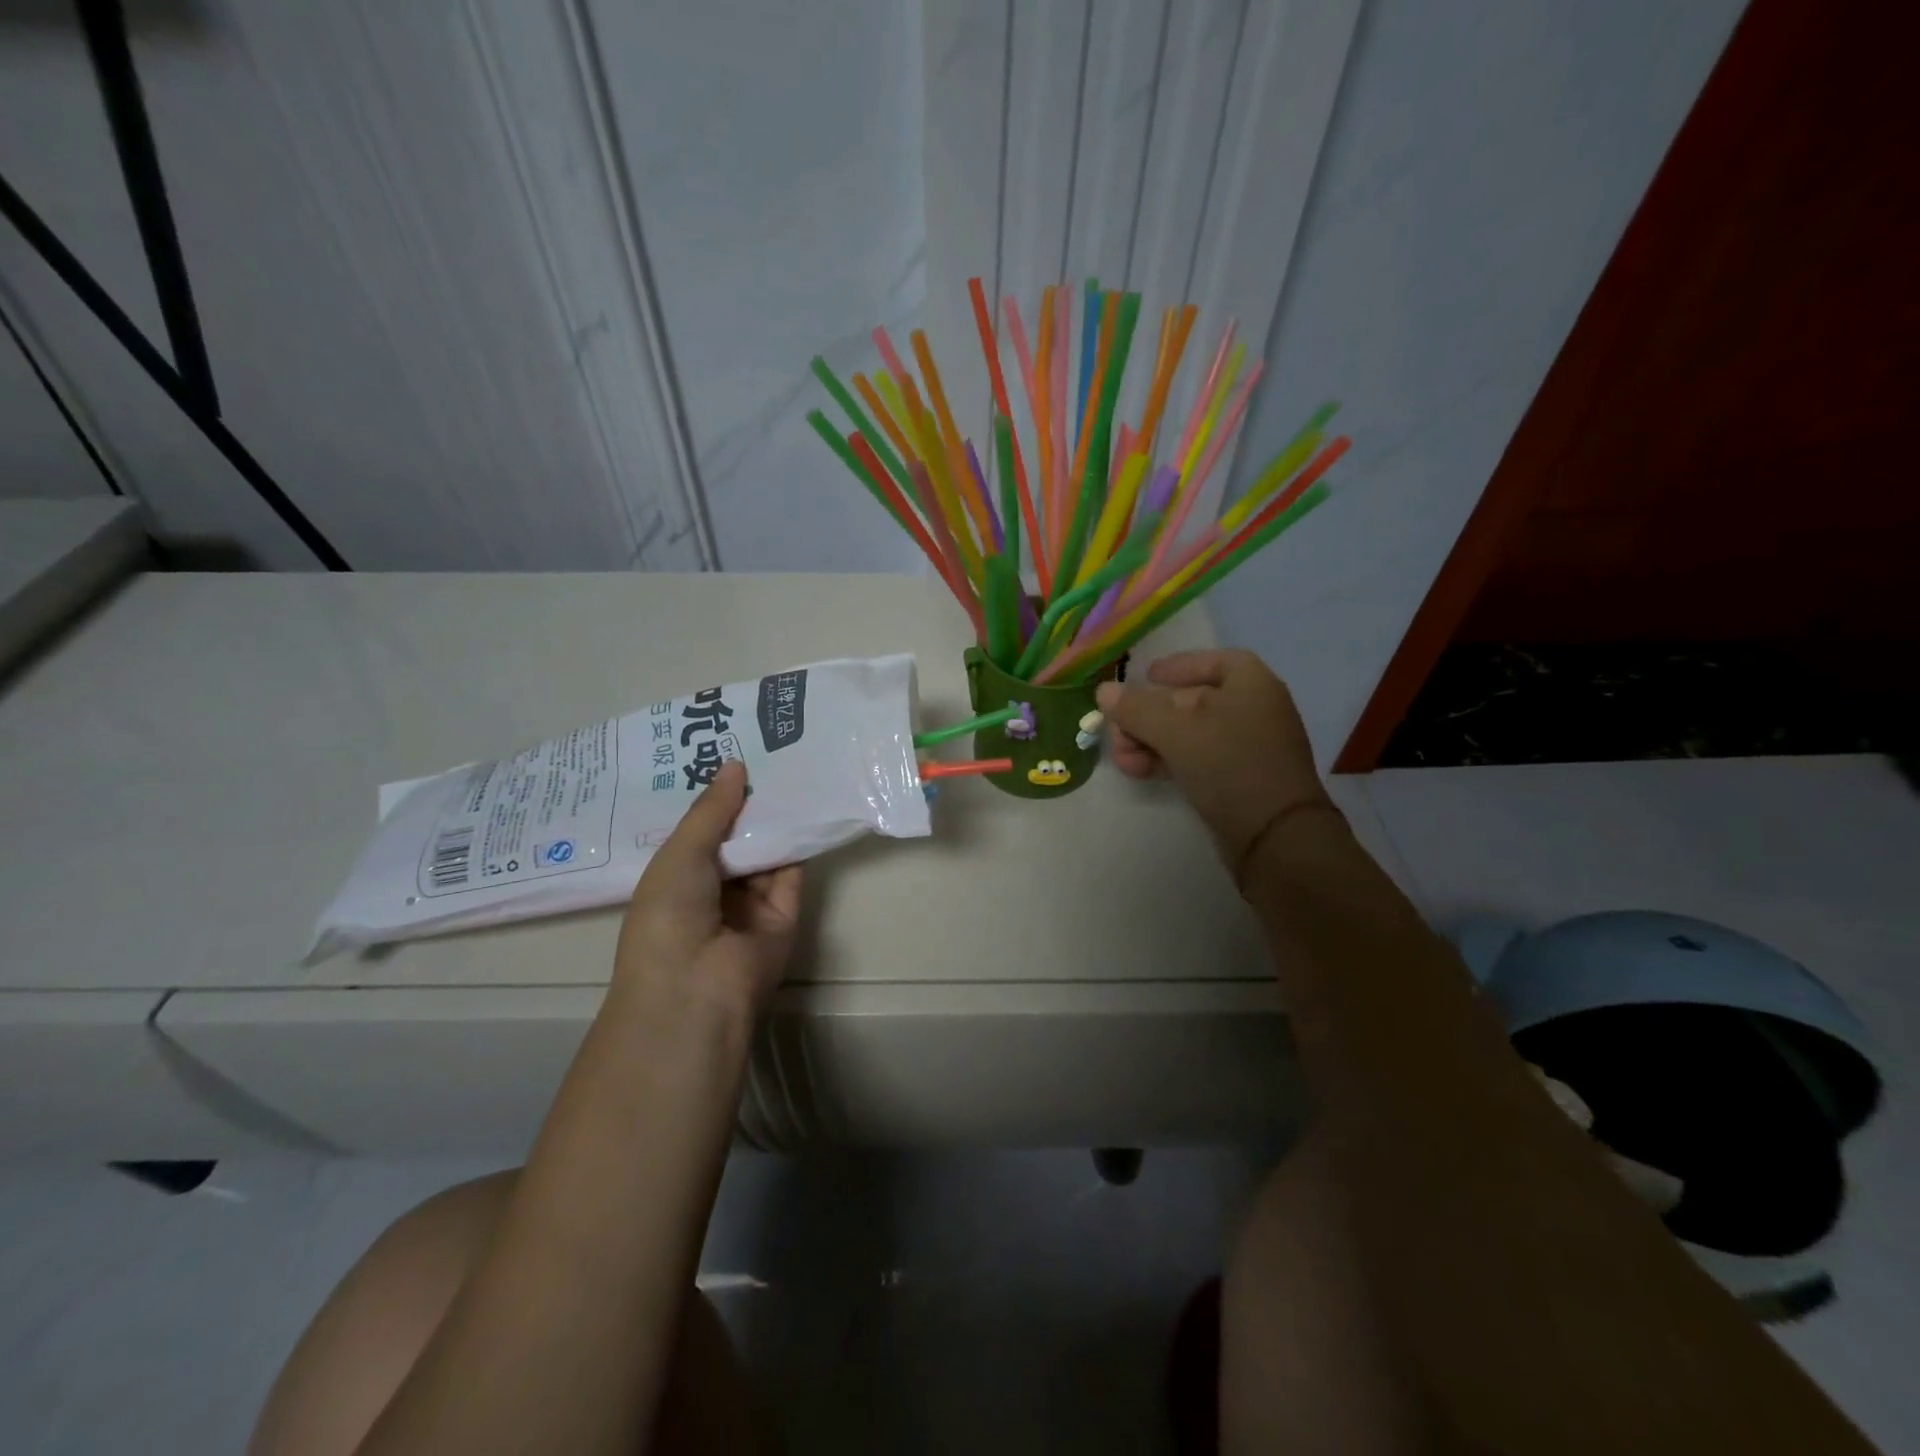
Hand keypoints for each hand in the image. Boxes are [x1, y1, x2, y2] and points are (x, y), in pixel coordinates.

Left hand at [610, 759, 801, 1024]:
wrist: (697, 989)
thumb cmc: (668, 917)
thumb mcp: (679, 854)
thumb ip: (711, 811)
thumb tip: (735, 764)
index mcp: (675, 880)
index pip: (697, 832)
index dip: (711, 798)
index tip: (727, 754)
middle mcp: (712, 891)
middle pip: (735, 839)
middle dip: (747, 803)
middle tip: (766, 752)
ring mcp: (750, 905)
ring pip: (766, 853)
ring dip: (775, 818)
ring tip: (791, 767)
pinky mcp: (785, 915)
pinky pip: (792, 873)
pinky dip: (799, 843)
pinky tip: (807, 803)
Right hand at [1096, 649, 1335, 883]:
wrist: (1275, 836)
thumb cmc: (1229, 764)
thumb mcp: (1175, 731)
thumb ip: (1136, 709)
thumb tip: (1104, 691)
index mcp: (1250, 684)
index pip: (1212, 661)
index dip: (1178, 666)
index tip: (1146, 676)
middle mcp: (1252, 709)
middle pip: (1189, 700)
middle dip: (1147, 714)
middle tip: (1117, 730)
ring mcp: (1246, 747)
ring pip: (1187, 733)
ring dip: (1149, 741)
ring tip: (1122, 759)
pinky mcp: (1237, 779)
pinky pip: (1195, 759)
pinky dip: (1166, 760)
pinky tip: (1138, 771)